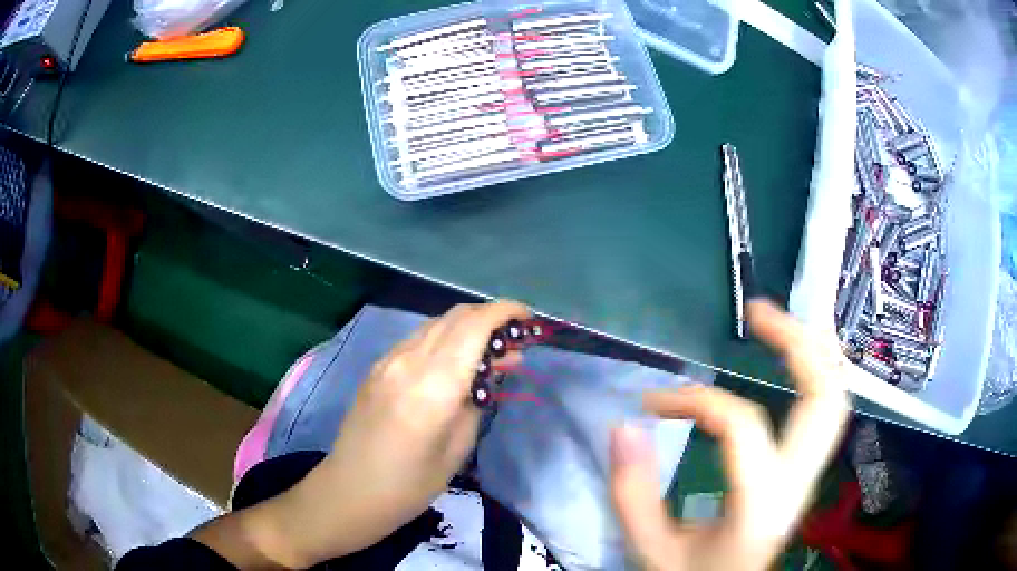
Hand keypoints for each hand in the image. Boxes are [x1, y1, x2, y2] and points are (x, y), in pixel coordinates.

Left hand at [229, 300, 530, 566]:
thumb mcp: (458, 447)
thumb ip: (478, 398)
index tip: (528, 318)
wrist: (351, 491)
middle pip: (455, 316)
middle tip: (514, 340)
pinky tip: (453, 363)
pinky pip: (417, 340)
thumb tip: (495, 364)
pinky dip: (444, 339)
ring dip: (466, 327)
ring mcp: (388, 361)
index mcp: (433, 385)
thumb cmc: (411, 484)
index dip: (505, 312)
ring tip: (488, 352)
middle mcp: (408, 361)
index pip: (474, 326)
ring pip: (435, 324)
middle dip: (490, 317)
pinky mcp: (377, 368)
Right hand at [609, 300, 850, 570]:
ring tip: (780, 323)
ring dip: (814, 352)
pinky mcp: (806, 471)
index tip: (650, 405)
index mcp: (759, 503)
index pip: (741, 424)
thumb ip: (633, 493)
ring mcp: (809, 474)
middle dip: (797, 343)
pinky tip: (796, 358)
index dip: (694, 400)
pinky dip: (817, 373)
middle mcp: (797, 481)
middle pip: (824, 396)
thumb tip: (625, 424)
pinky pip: (826, 412)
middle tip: (757, 313)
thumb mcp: (651, 549)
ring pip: (835, 399)